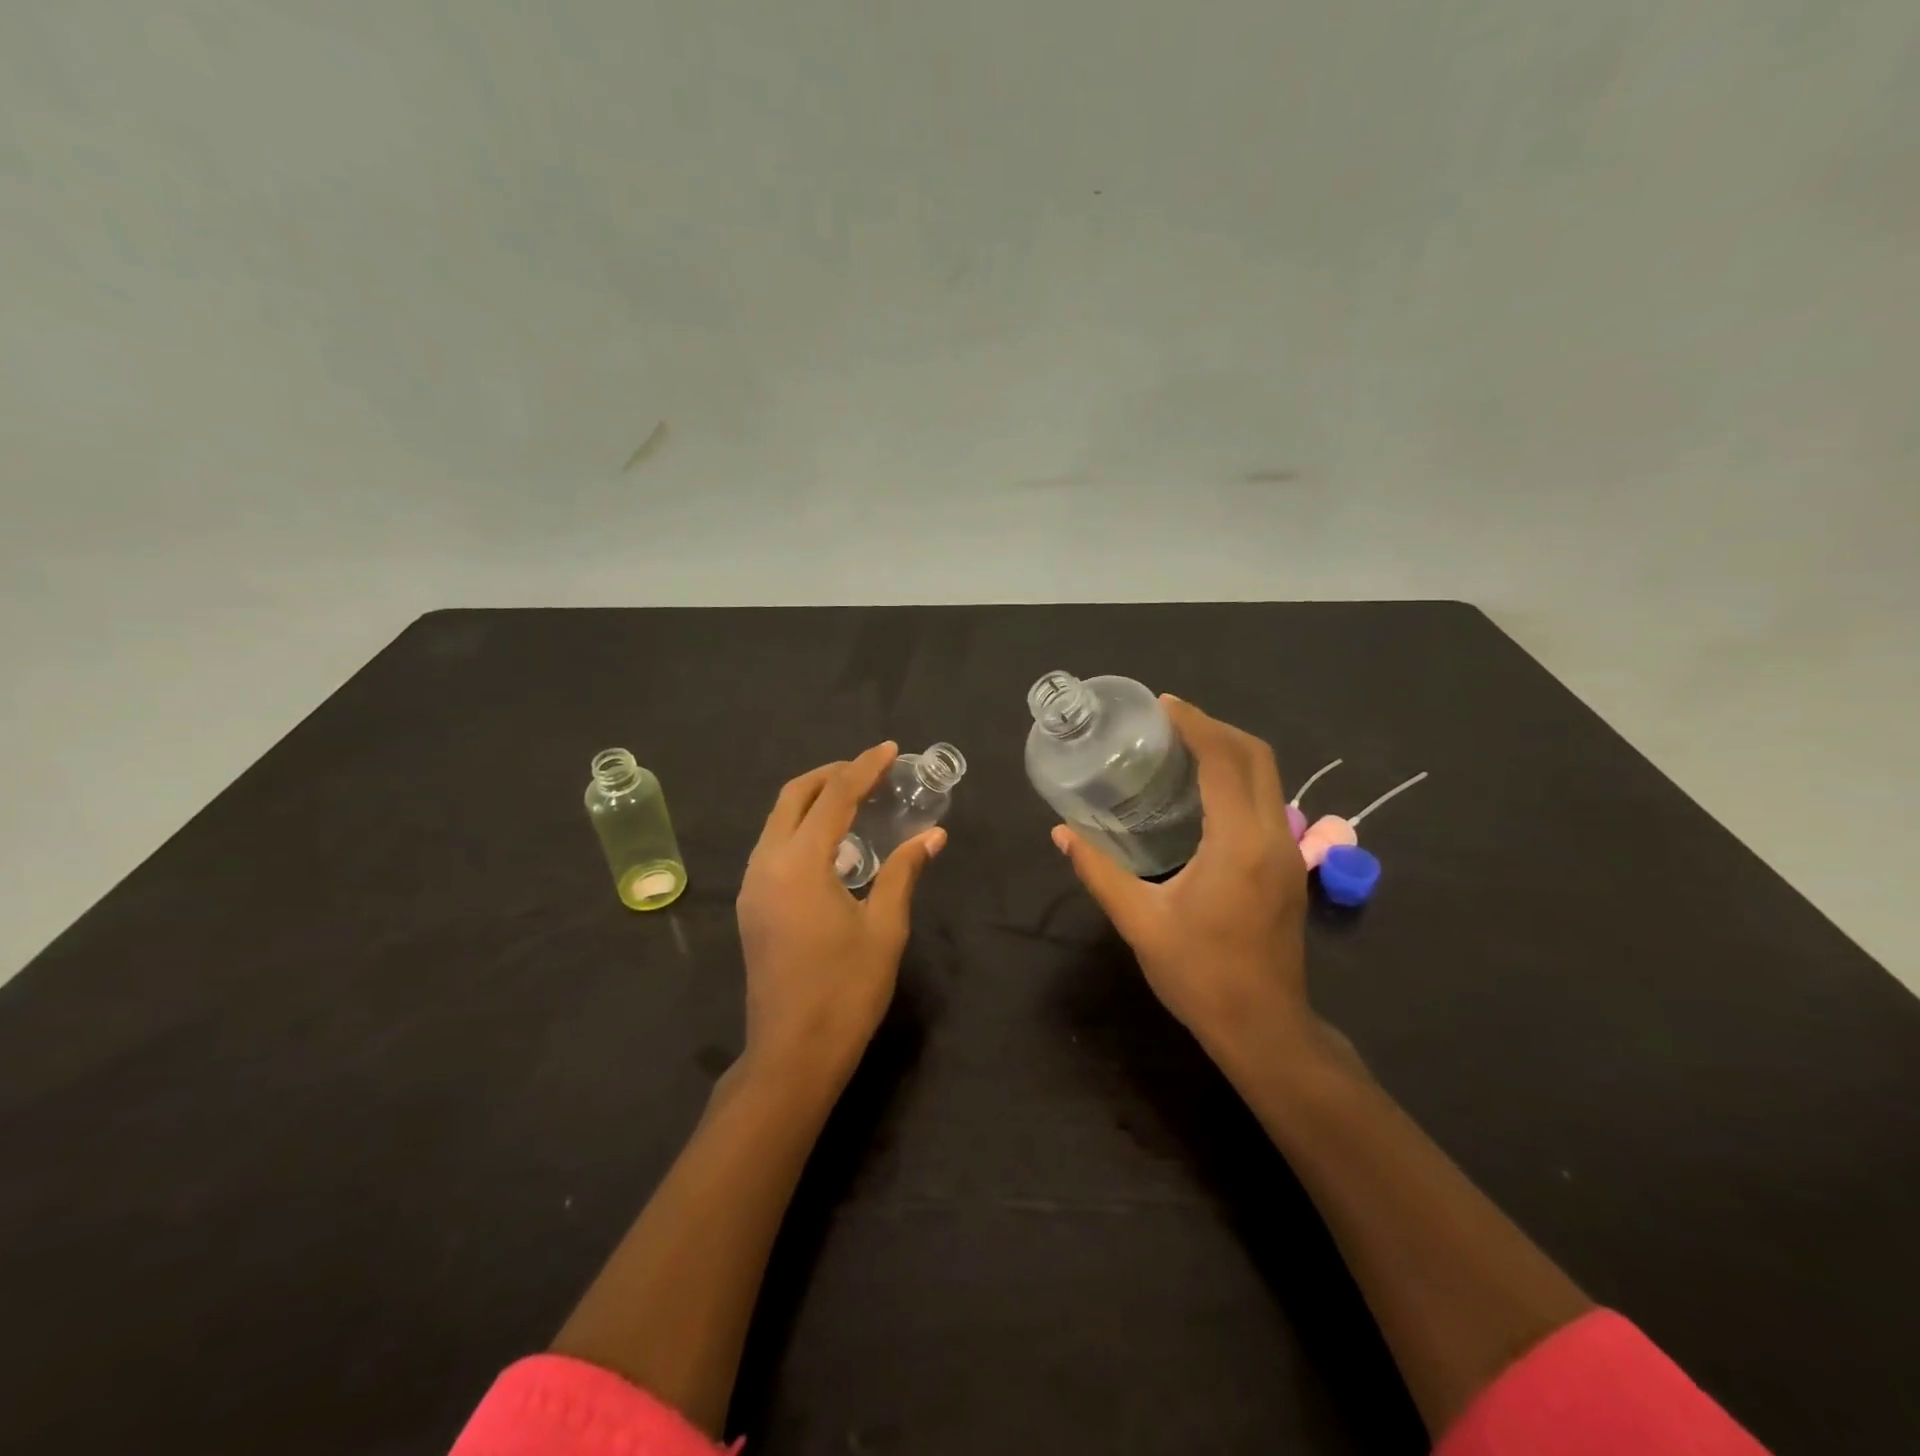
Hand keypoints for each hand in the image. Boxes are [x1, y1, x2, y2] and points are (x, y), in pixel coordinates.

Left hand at [736, 742, 945, 1088]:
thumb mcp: (884, 927)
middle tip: (870, 770)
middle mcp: (767, 864)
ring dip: (813, 800)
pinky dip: (802, 828)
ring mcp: (753, 885)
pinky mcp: (753, 905)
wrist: (792, 1053)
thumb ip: (904, 872)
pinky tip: (834, 844)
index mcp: (800, 864)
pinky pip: (774, 845)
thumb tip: (933, 835)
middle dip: (831, 774)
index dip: (863, 768)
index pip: (834, 797)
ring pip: (778, 820)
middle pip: (793, 797)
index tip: (889, 749)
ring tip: (856, 799)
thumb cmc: (845, 990)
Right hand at [1052, 697, 1322, 1066]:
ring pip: (1268, 777)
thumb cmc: (1199, 974)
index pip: (1225, 761)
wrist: (1264, 1027)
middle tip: (1169, 722)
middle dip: (1216, 728)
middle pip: (1257, 757)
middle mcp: (1273, 837)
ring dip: (1230, 751)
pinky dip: (1239, 778)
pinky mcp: (1288, 867)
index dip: (1196, 725)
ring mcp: (1288, 852)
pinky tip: (1203, 792)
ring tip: (1182, 748)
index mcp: (1238, 844)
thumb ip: (1098, 871)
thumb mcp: (1139, 921)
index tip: (1162, 706)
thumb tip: (1062, 833)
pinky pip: (1267, 801)